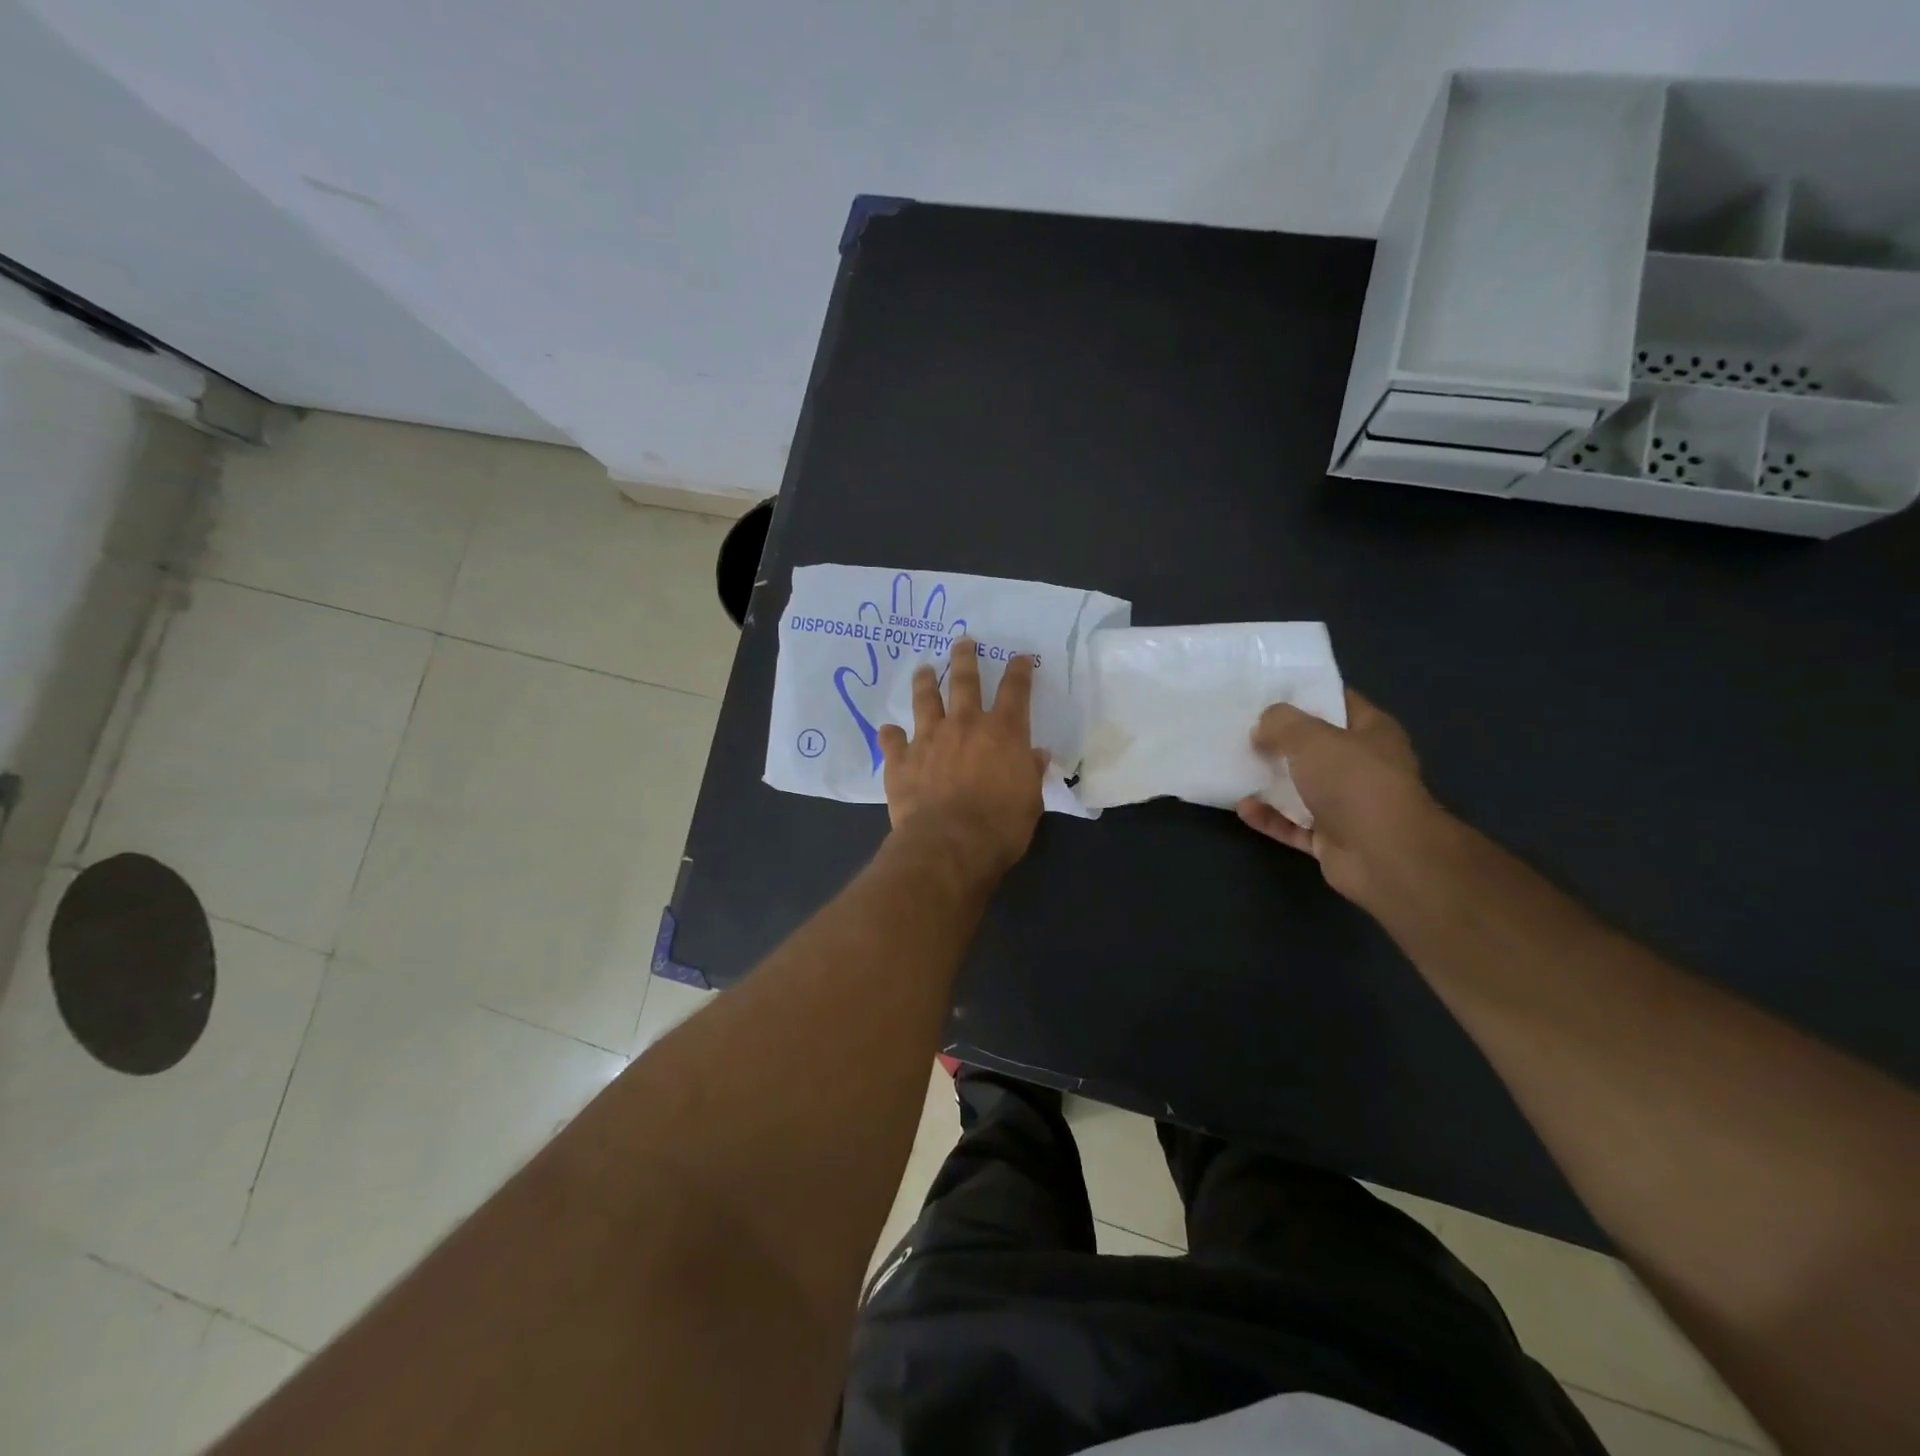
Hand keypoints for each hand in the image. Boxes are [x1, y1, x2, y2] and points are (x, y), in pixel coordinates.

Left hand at [877, 640, 1049, 878]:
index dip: (1019, 670)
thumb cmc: (1000, 826)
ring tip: (923, 668)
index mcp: (1003, 732)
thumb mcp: (1030, 800)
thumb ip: (1031, 772)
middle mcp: (965, 725)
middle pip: (965, 681)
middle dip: (965, 658)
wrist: (949, 845)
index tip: (1020, 657)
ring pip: (925, 699)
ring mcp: (929, 738)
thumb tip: (1037, 754)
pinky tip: (888, 731)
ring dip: (924, 681)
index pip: (1015, 690)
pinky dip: (890, 735)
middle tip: (963, 641)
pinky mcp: (901, 760)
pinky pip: (892, 740)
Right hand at [1235, 689, 1439, 903]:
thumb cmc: (1354, 783)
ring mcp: (1349, 805)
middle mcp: (1364, 766)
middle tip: (1243, 730)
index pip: (1340, 702)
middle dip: (1281, 740)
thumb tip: (1262, 728)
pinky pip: (1293, 824)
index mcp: (1373, 733)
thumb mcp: (1311, 738)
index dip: (1307, 695)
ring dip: (1272, 782)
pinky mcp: (1332, 839)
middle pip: (1317, 747)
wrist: (1383, 856)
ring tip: (1237, 768)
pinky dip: (1270, 817)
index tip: (1268, 692)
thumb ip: (1281, 724)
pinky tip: (1243, 807)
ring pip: (1303, 788)